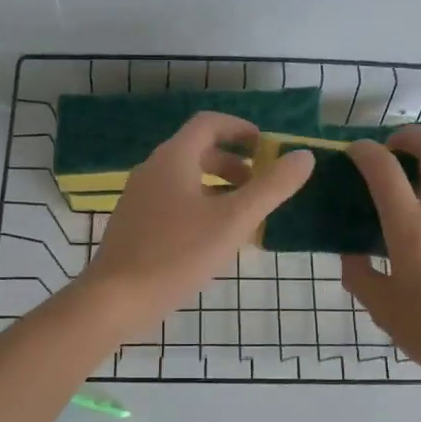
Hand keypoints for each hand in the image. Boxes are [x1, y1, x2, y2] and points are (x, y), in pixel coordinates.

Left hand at [83, 112, 315, 334]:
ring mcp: (139, 198)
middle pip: (198, 151)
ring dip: (218, 188)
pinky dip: (199, 206)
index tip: (267, 148)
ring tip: (244, 216)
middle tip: (261, 186)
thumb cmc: (178, 253)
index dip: (241, 129)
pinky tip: (213, 240)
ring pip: (186, 179)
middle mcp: (152, 169)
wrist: (116, 298)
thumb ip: (272, 187)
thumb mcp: (234, 220)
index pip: (209, 123)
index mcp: (174, 158)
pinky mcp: (134, 224)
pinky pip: (173, 202)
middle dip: (234, 164)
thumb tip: (304, 156)